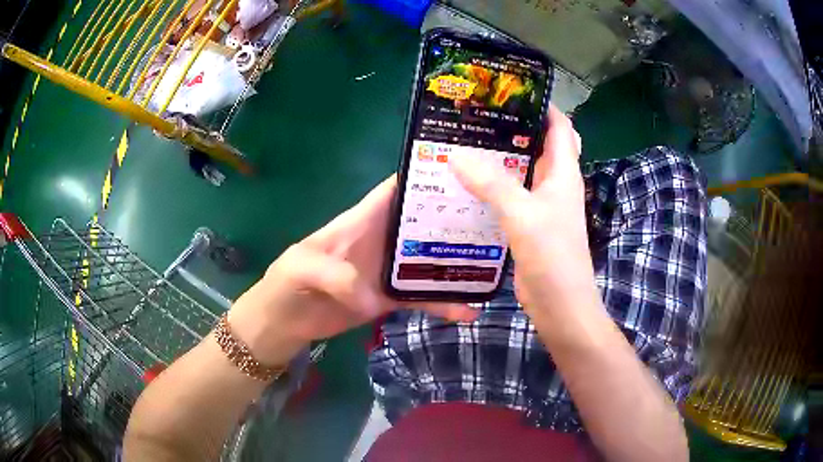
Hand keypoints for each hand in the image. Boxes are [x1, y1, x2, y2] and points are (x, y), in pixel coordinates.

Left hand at [227, 176, 476, 365]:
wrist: (286, 323)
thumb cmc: (286, 284)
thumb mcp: (299, 268)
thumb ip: (329, 272)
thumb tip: (368, 293)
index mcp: (362, 221)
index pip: (396, 189)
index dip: (426, 175)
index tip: (465, 170)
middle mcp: (382, 240)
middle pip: (424, 222)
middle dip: (456, 217)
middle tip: (496, 218)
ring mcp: (389, 271)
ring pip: (430, 261)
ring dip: (458, 264)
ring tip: (494, 266)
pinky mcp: (390, 298)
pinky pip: (423, 298)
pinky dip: (444, 303)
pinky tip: (468, 311)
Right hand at [451, 105, 596, 319]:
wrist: (560, 305)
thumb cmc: (553, 256)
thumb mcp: (523, 215)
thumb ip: (492, 184)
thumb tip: (456, 154)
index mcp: (563, 173)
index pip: (559, 127)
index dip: (542, 106)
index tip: (511, 92)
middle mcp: (554, 184)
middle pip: (536, 145)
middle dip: (511, 128)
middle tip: (477, 116)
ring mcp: (541, 205)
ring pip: (520, 171)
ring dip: (498, 158)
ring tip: (465, 143)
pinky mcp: (527, 224)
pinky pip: (509, 196)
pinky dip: (491, 186)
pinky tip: (465, 183)